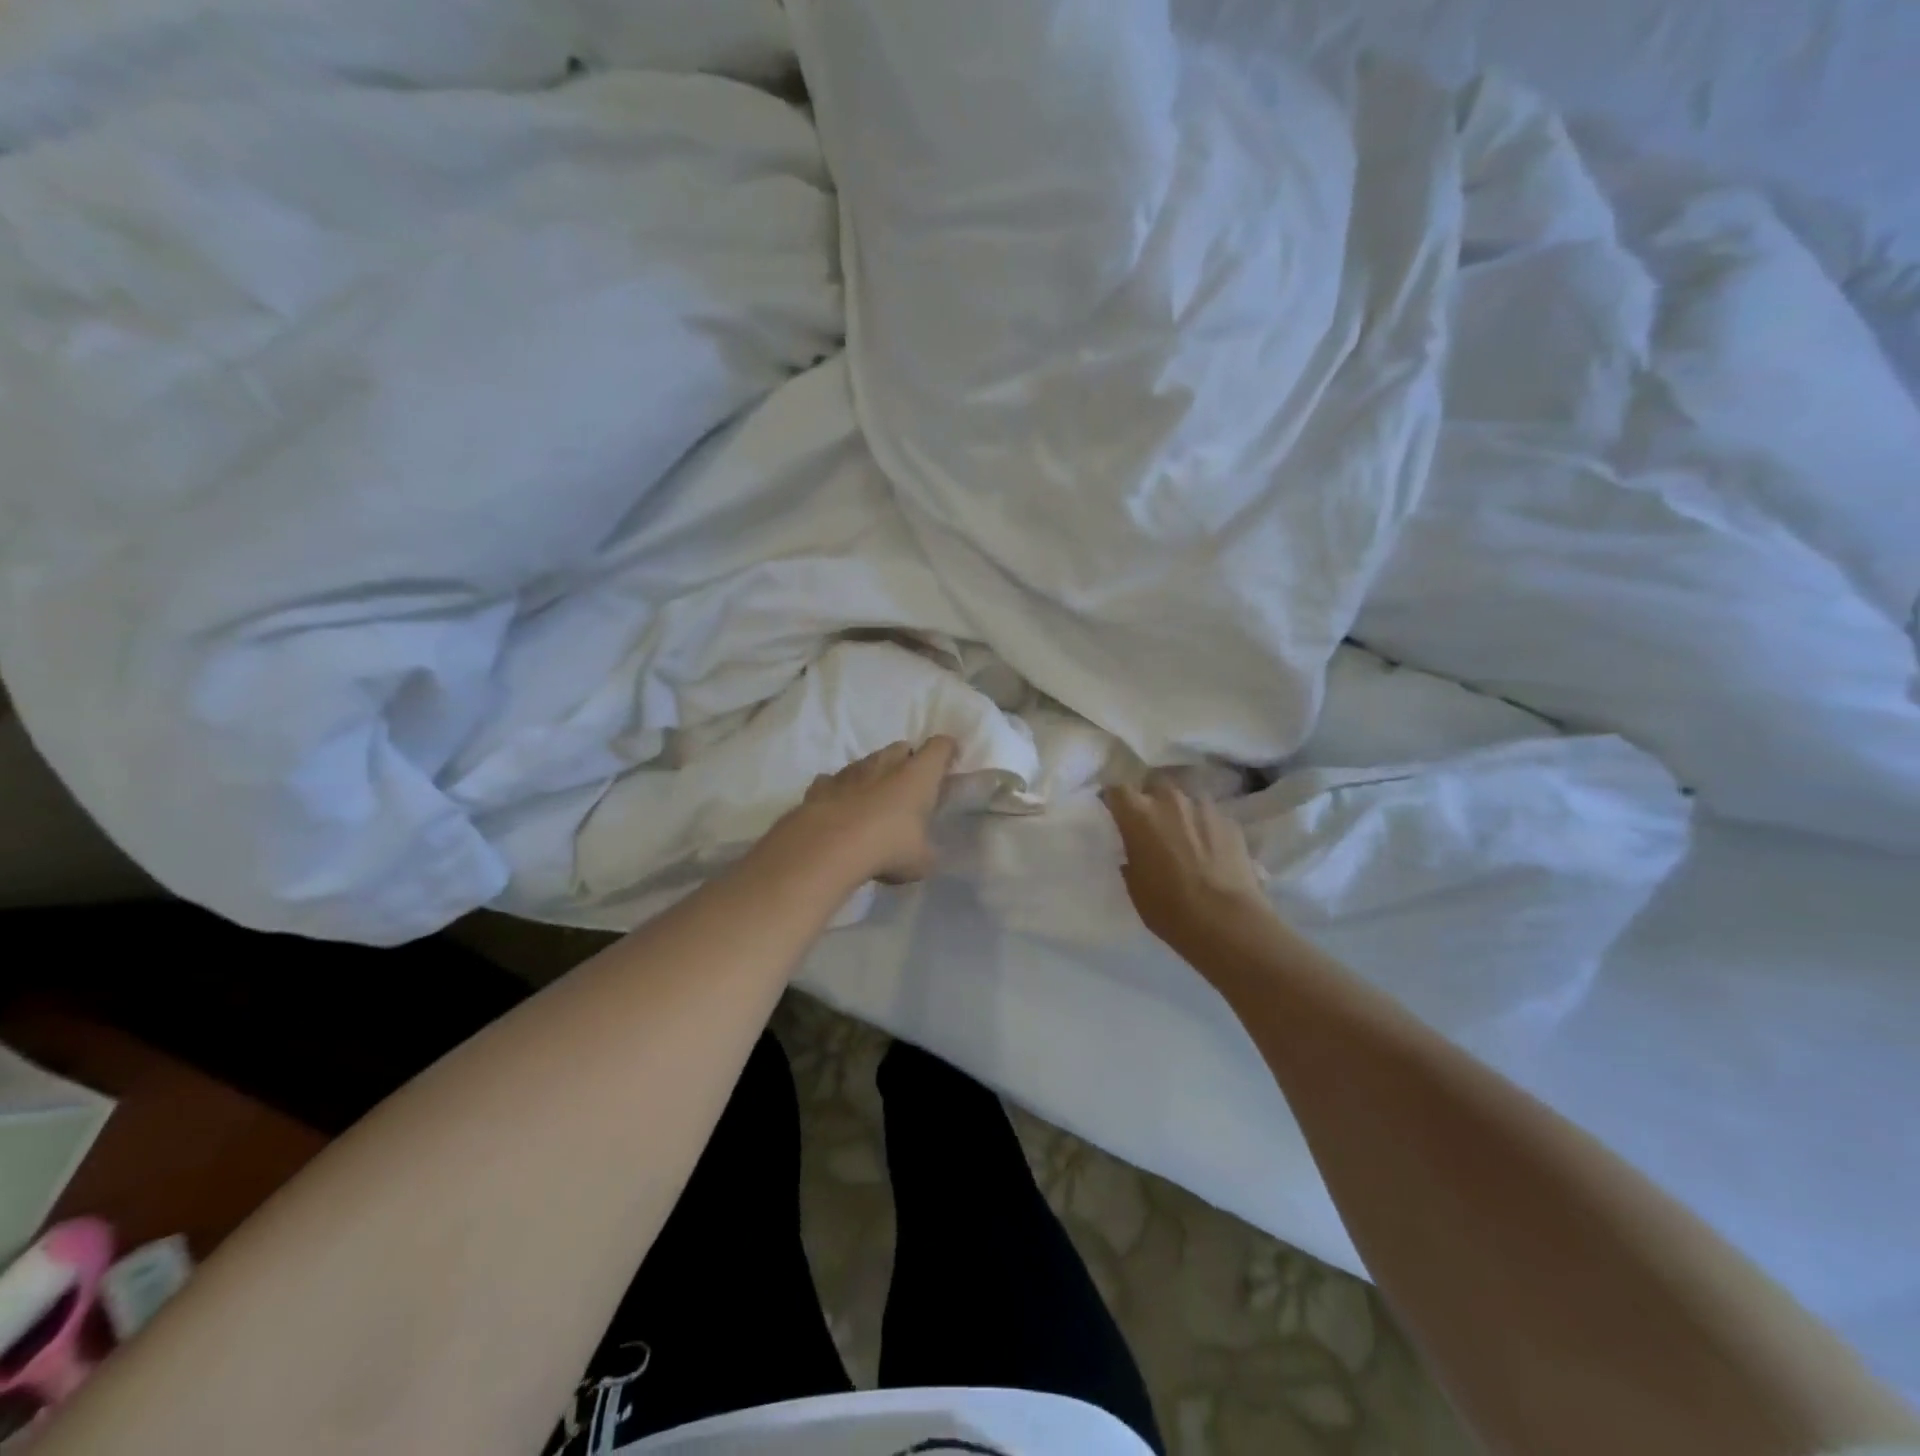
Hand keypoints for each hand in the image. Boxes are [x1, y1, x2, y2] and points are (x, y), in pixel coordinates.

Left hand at [770, 736, 958, 885]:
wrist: (828, 848)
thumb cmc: (888, 847)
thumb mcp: (921, 861)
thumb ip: (927, 851)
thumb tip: (926, 853)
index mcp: (917, 775)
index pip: (940, 747)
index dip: (947, 752)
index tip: (949, 764)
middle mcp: (885, 764)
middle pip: (901, 748)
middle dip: (908, 762)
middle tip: (911, 788)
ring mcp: (850, 771)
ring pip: (868, 762)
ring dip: (875, 776)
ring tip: (875, 803)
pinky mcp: (821, 785)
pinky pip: (835, 781)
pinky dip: (841, 791)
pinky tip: (841, 810)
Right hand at [1101, 778, 1270, 949]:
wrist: (1226, 921)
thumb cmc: (1168, 907)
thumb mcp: (1134, 885)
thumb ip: (1132, 856)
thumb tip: (1136, 851)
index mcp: (1139, 814)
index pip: (1117, 789)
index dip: (1114, 800)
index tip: (1114, 812)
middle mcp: (1170, 801)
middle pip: (1154, 784)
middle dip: (1150, 798)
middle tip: (1151, 823)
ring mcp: (1204, 808)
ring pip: (1186, 798)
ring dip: (1180, 811)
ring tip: (1183, 835)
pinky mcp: (1231, 822)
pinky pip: (1210, 816)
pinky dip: (1205, 827)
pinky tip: (1209, 849)